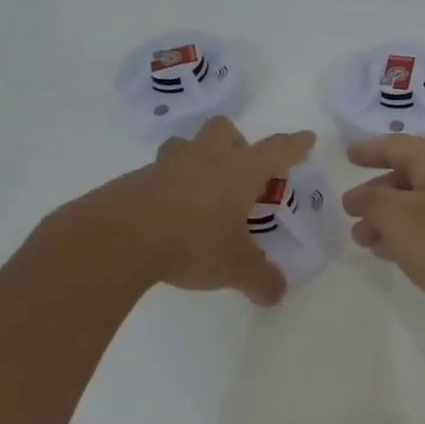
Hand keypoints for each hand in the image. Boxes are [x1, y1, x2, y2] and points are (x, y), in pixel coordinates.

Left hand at [83, 117, 315, 305]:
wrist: (118, 238)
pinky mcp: (137, 180)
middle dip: (237, 143)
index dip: (294, 145)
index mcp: (239, 171)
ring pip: (187, 144)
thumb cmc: (191, 242)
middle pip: (224, 130)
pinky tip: (168, 214)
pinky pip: (159, 172)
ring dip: (197, 157)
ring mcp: (168, 166)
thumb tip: (277, 293)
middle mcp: (206, 158)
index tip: (306, 138)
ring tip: (201, 189)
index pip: (276, 150)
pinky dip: (168, 185)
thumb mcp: (235, 268)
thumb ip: (261, 280)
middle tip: (240, 175)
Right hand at [342, 135, 424, 344]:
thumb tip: (360, 196)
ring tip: (365, 242)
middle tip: (350, 214)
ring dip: (393, 220)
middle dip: (378, 193)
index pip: (398, 145)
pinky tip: (403, 259)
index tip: (348, 157)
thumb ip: (373, 203)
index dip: (371, 150)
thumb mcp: (402, 220)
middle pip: (411, 177)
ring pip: (424, 207)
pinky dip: (415, 239)